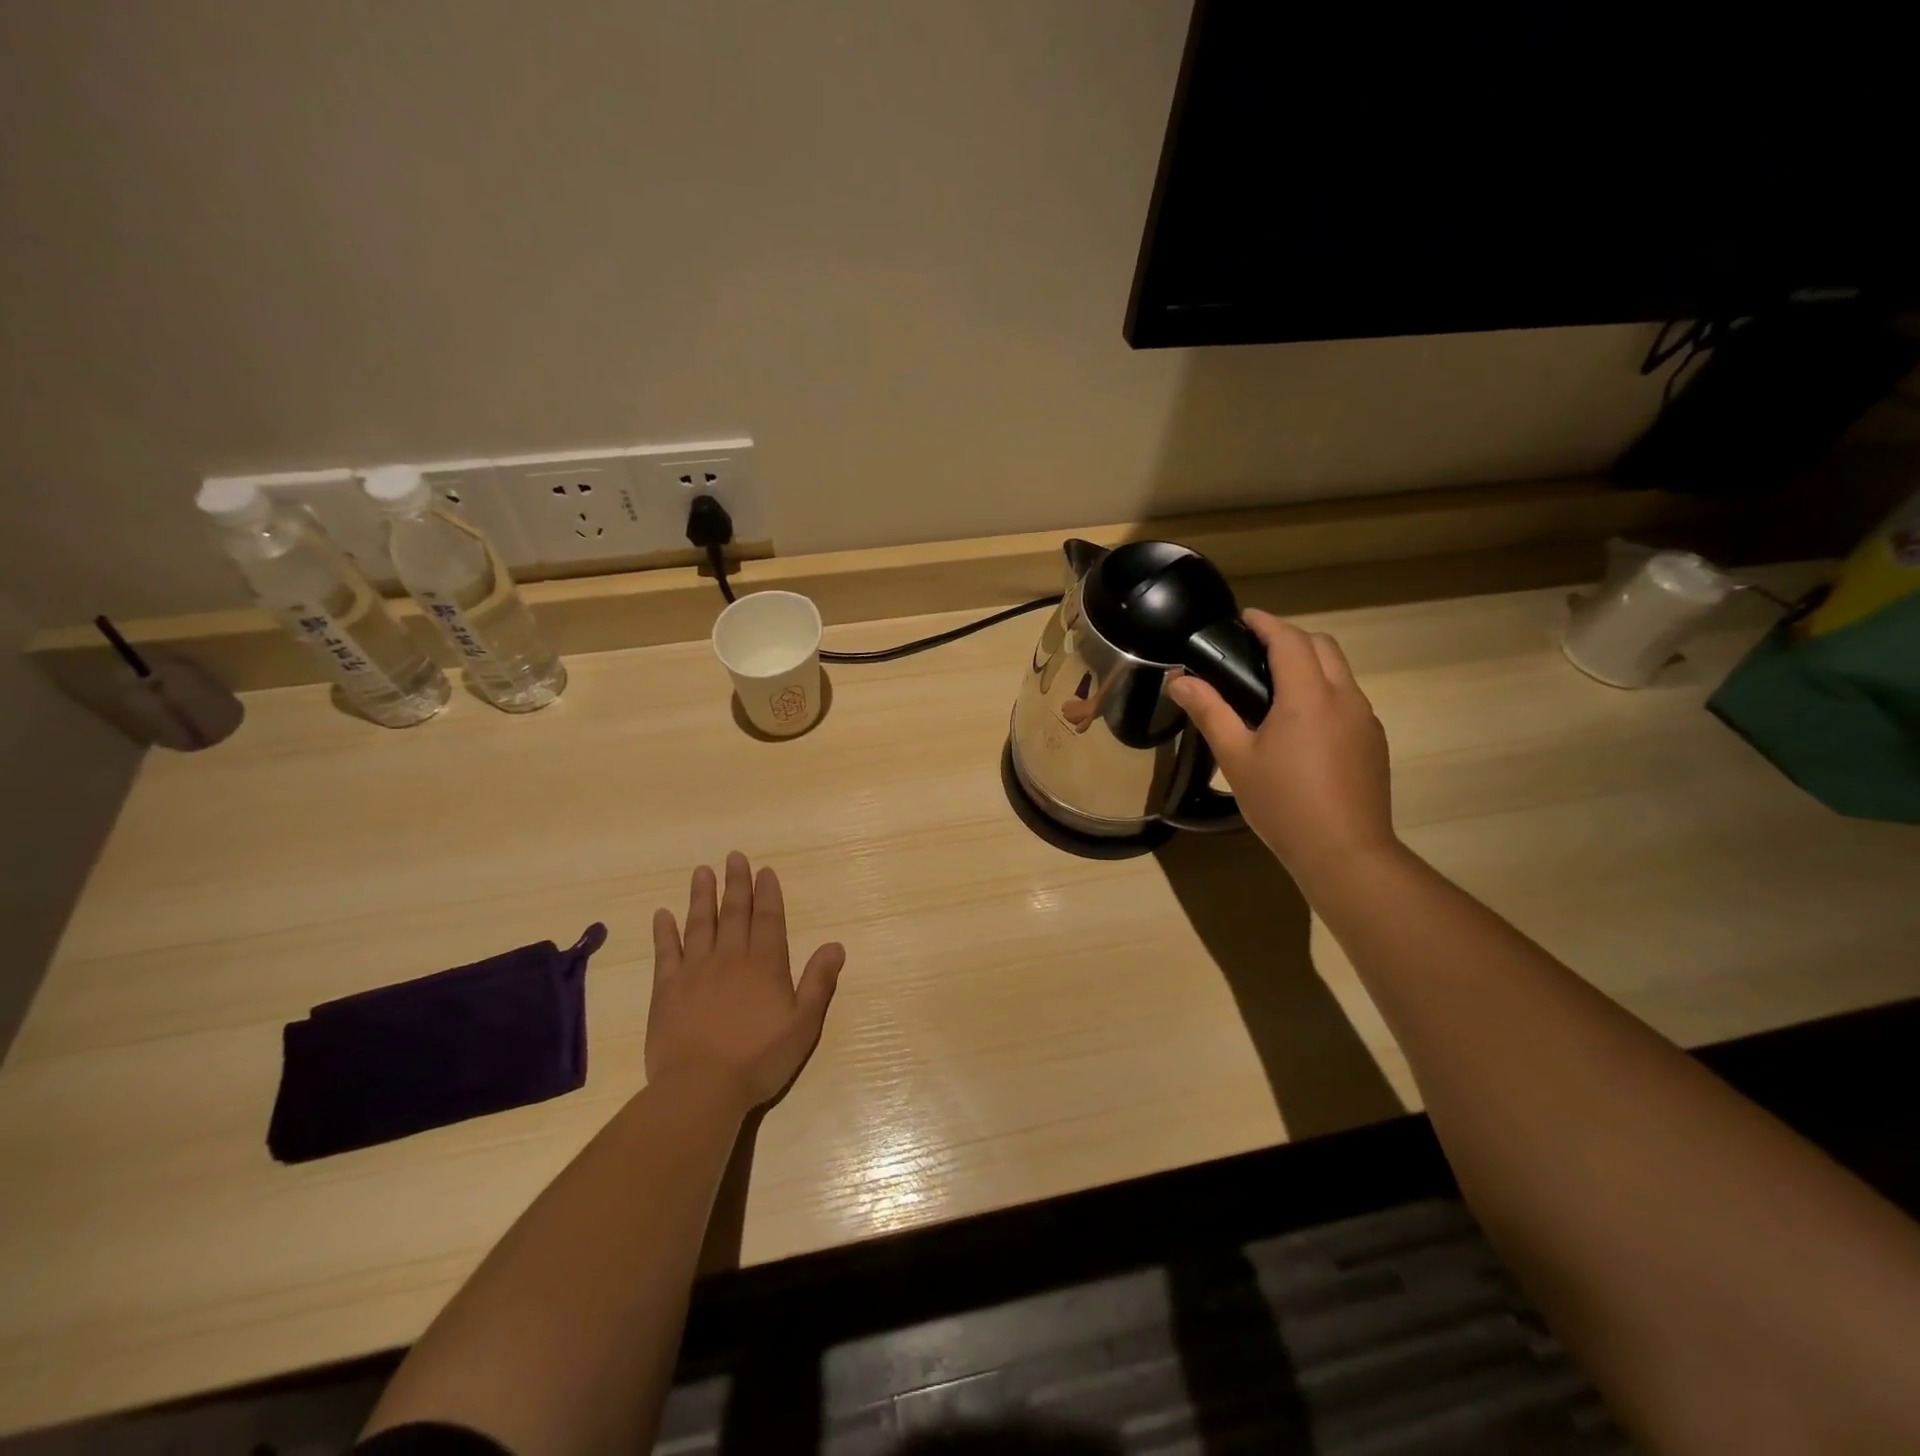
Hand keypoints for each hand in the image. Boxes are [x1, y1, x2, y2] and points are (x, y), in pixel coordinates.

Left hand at [647, 852, 845, 1110]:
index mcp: (765, 965)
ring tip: (702, 871)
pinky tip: (662, 914)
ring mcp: (695, 971)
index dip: (768, 894)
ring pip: (700, 924)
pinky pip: (666, 952)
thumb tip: (835, 945)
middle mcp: (731, 958)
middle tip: (734, 857)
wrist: (702, 1088)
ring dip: (703, 896)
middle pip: (735, 913)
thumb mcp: (803, 1024)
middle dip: (736, 884)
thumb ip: (819, 982)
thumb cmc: (759, 1059)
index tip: (764, 871)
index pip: (768, 920)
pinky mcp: (666, 989)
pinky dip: (664, 931)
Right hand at [1168, 610, 1396, 886]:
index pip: (1290, 640)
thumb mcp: (1236, 758)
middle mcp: (1344, 697)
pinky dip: (1325, 690)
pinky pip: (1349, 699)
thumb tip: (1179, 680)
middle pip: (1323, 646)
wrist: (1345, 852)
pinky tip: (1302, 724)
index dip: (1266, 623)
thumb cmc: (1283, 803)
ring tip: (1275, 685)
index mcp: (1308, 696)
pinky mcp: (1374, 742)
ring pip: (1340, 672)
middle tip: (1256, 651)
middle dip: (1291, 638)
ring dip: (1311, 663)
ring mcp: (1365, 719)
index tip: (1245, 617)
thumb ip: (1209, 712)